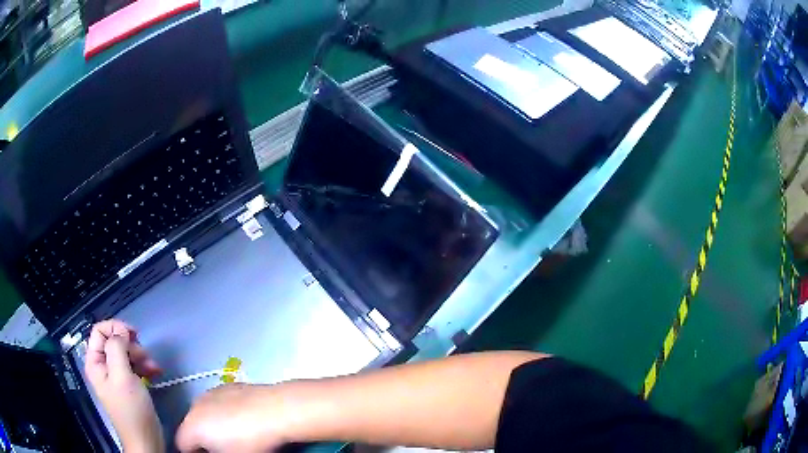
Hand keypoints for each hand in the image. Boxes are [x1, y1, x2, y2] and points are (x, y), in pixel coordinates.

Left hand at [84, 320, 163, 452]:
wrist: (146, 440)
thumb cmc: (132, 409)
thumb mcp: (122, 376)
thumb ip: (117, 348)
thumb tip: (121, 331)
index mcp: (95, 362)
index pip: (99, 330)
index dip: (115, 327)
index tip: (134, 334)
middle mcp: (103, 366)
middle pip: (113, 341)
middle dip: (131, 346)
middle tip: (145, 356)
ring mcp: (115, 376)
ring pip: (125, 353)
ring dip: (140, 356)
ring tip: (154, 367)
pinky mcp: (128, 385)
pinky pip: (133, 366)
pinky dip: (144, 366)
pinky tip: (155, 372)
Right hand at [176, 383, 300, 451]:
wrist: (276, 410)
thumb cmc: (251, 442)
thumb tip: (212, 450)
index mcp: (191, 426)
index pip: (182, 445)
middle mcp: (195, 406)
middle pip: (191, 428)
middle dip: (203, 440)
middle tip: (223, 450)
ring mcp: (211, 392)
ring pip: (204, 414)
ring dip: (213, 425)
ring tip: (236, 435)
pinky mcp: (228, 385)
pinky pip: (219, 404)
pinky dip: (225, 412)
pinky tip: (244, 420)